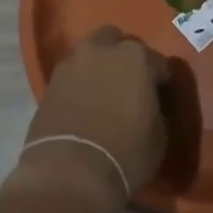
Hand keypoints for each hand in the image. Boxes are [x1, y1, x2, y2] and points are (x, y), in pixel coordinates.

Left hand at [15, 27, 165, 211]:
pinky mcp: (50, 81)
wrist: (70, 171)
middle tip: (129, 84)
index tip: (161, 97)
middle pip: (116, 41)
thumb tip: (149, 106)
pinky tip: (83, 102)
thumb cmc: (125, 153)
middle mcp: (102, 50)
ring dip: (98, 65)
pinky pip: (71, 72)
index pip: (158, 63)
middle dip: (124, 57)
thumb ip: (156, 109)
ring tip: (103, 91)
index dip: (161, 81)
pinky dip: (79, 81)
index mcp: (136, 58)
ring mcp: (72, 62)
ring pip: (90, 52)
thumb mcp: (159, 135)